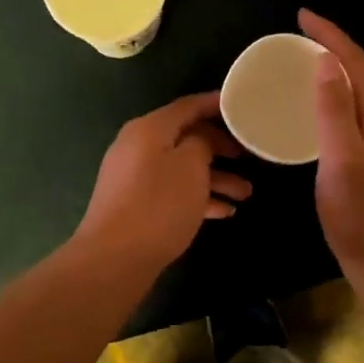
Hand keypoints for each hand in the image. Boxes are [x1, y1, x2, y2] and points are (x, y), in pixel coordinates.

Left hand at [76, 91, 251, 270]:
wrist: (115, 257)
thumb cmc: (159, 204)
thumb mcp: (191, 165)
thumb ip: (202, 142)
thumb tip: (200, 140)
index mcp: (149, 129)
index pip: (188, 106)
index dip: (216, 104)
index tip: (242, 107)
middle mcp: (138, 147)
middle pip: (185, 137)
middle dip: (220, 147)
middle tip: (248, 156)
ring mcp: (134, 177)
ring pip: (182, 168)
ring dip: (215, 178)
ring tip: (246, 193)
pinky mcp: (136, 205)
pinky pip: (173, 191)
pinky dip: (198, 197)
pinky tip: (225, 212)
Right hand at [301, 9, 363, 279]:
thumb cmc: (363, 220)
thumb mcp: (343, 164)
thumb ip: (336, 112)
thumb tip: (325, 63)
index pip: (357, 63)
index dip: (330, 36)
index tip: (301, 15)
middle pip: (362, 74)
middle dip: (332, 48)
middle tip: (296, 38)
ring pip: (362, 94)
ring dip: (334, 73)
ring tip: (302, 65)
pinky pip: (359, 113)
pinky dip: (337, 99)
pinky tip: (319, 110)